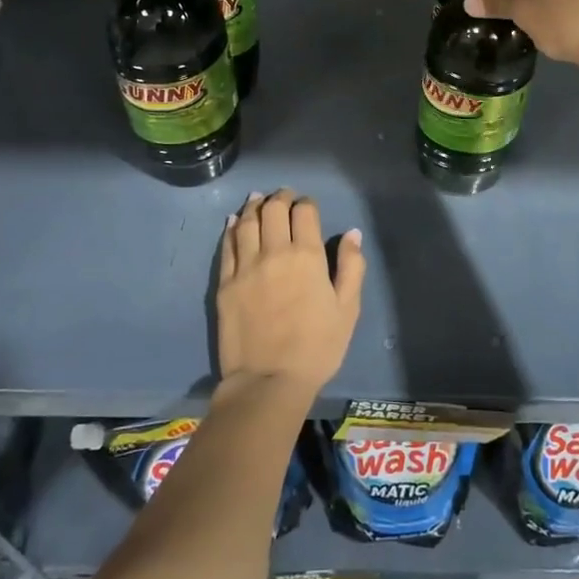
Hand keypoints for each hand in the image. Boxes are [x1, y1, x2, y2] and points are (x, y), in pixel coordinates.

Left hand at [216, 189, 364, 394]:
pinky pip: (227, 246)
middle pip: (273, 210)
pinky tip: (234, 221)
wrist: (268, 381)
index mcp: (307, 256)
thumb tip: (352, 234)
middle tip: (284, 197)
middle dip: (280, 198)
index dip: (307, 203)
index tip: (308, 206)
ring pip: (247, 222)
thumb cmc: (317, 347)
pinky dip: (232, 228)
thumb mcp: (348, 309)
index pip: (304, 212)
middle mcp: (274, 252)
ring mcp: (246, 266)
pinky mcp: (225, 283)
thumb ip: (352, 267)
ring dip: (254, 206)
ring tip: (258, 199)